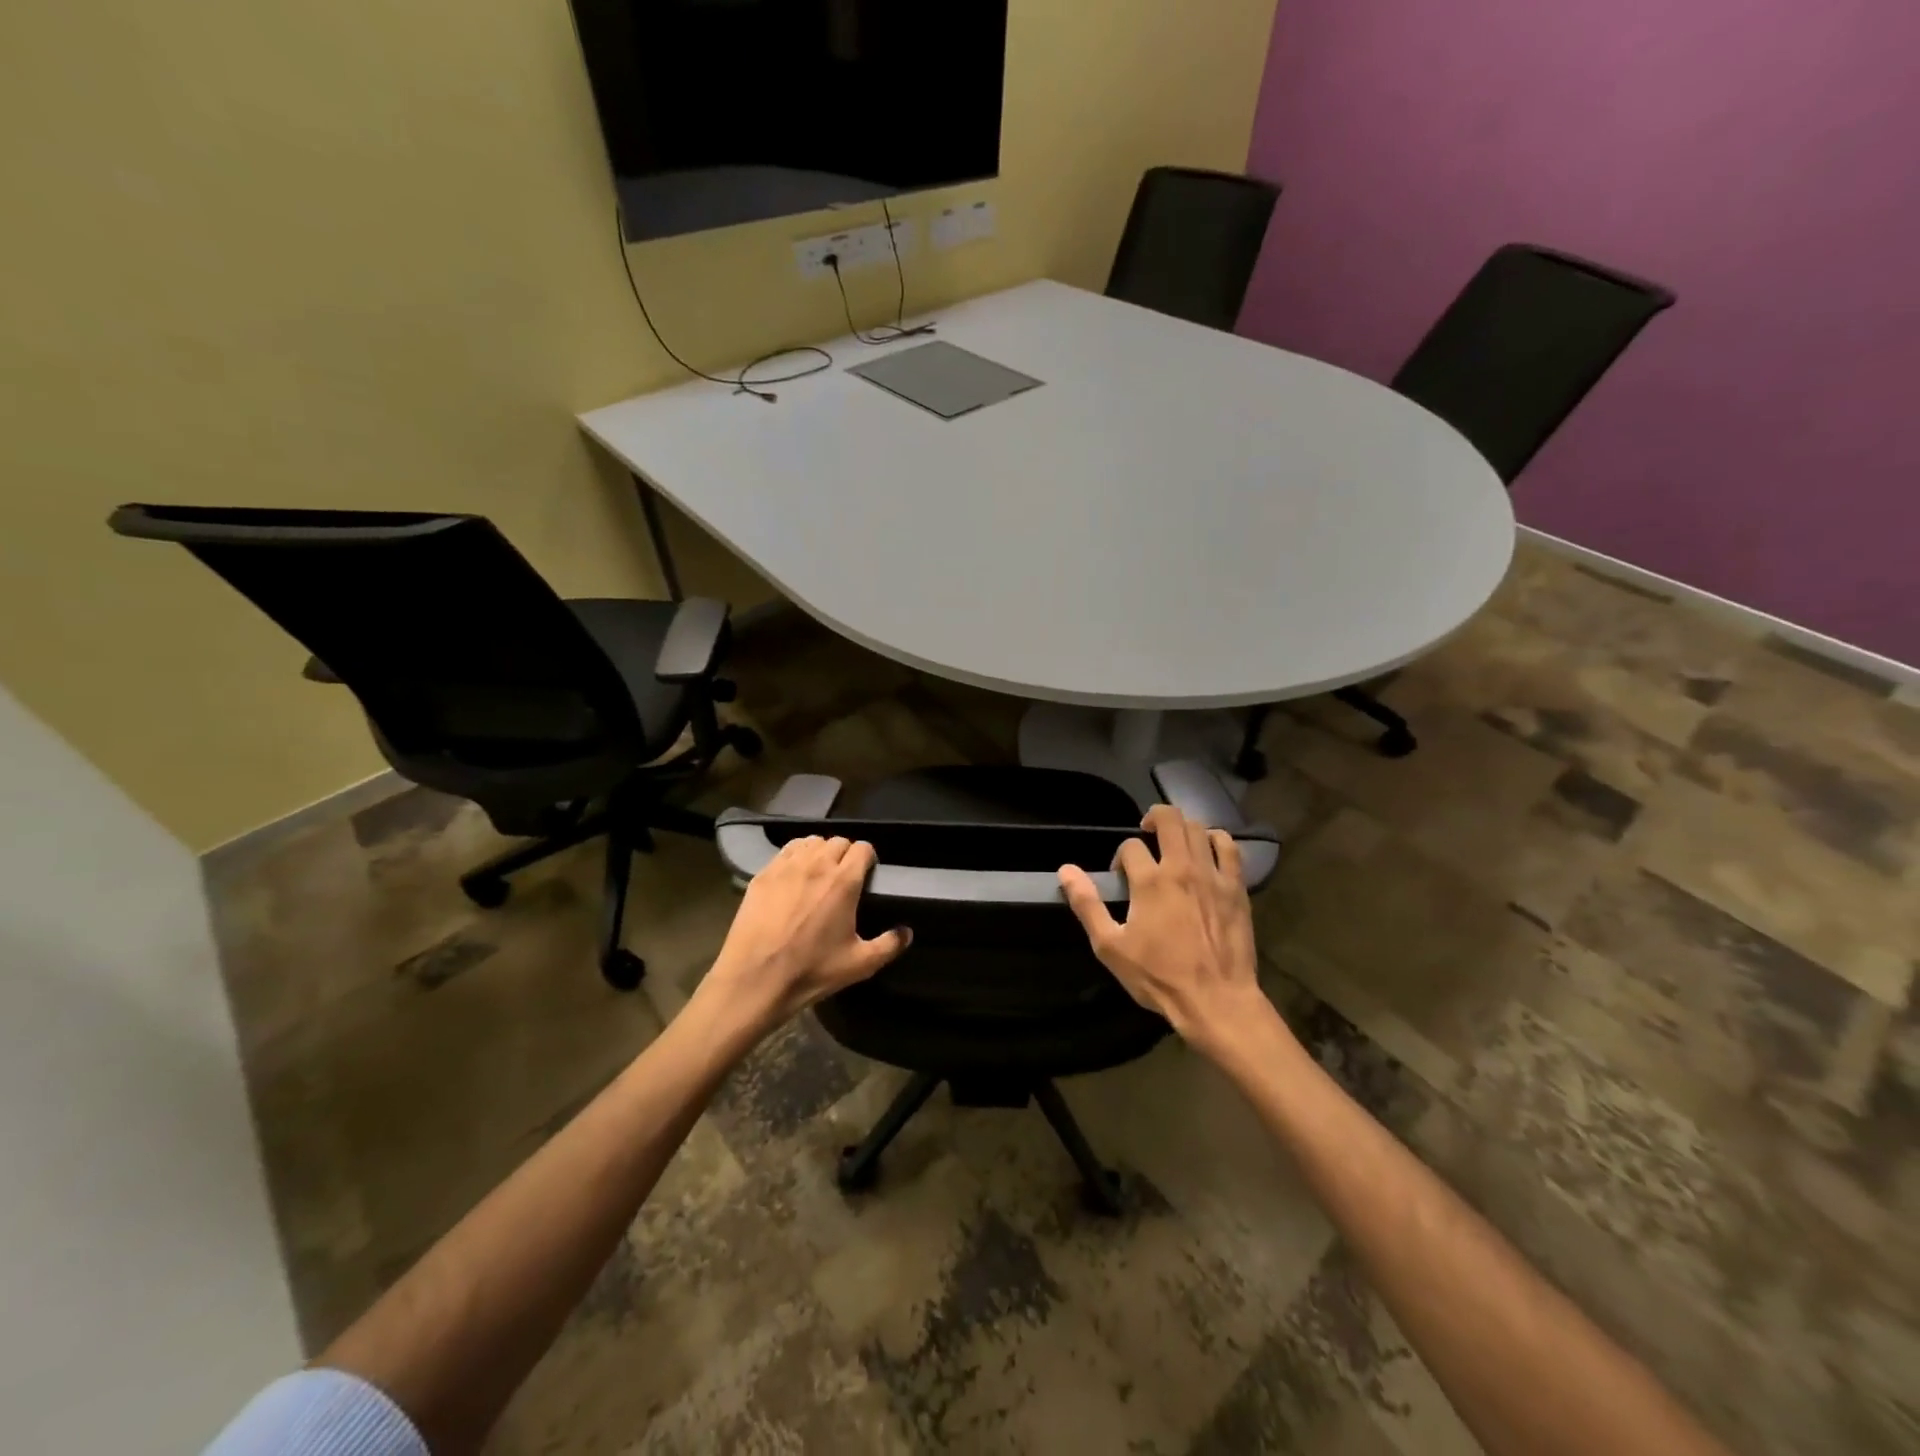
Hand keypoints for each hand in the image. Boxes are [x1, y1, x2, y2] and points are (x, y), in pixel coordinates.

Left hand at [698, 836, 910, 1037]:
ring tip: (819, 872)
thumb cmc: (811, 971)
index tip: (867, 873)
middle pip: (838, 841)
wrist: (755, 979)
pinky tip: (795, 875)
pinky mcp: (763, 874)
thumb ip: (889, 945)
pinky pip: (786, 851)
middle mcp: (817, 865)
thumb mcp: (859, 965)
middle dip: (846, 854)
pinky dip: (796, 856)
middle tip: (844, 876)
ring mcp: (786, 867)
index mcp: (844, 881)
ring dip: (820, 851)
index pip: (863, 848)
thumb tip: (907, 932)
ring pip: (811, 842)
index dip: (868, 858)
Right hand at [1058, 804, 1271, 1055]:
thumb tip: (1066, 870)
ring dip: (1181, 828)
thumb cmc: (1158, 976)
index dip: (1120, 857)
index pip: (1130, 846)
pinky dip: (1215, 839)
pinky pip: (1229, 847)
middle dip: (1153, 818)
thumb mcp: (1110, 946)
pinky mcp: (1236, 887)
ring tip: (1173, 842)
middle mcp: (1182, 868)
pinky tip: (1207, 849)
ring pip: (1198, 828)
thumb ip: (1087, 904)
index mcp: (1150, 881)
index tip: (1121, 877)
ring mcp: (1213, 876)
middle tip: (1146, 833)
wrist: (1216, 1000)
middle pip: (1169, 819)